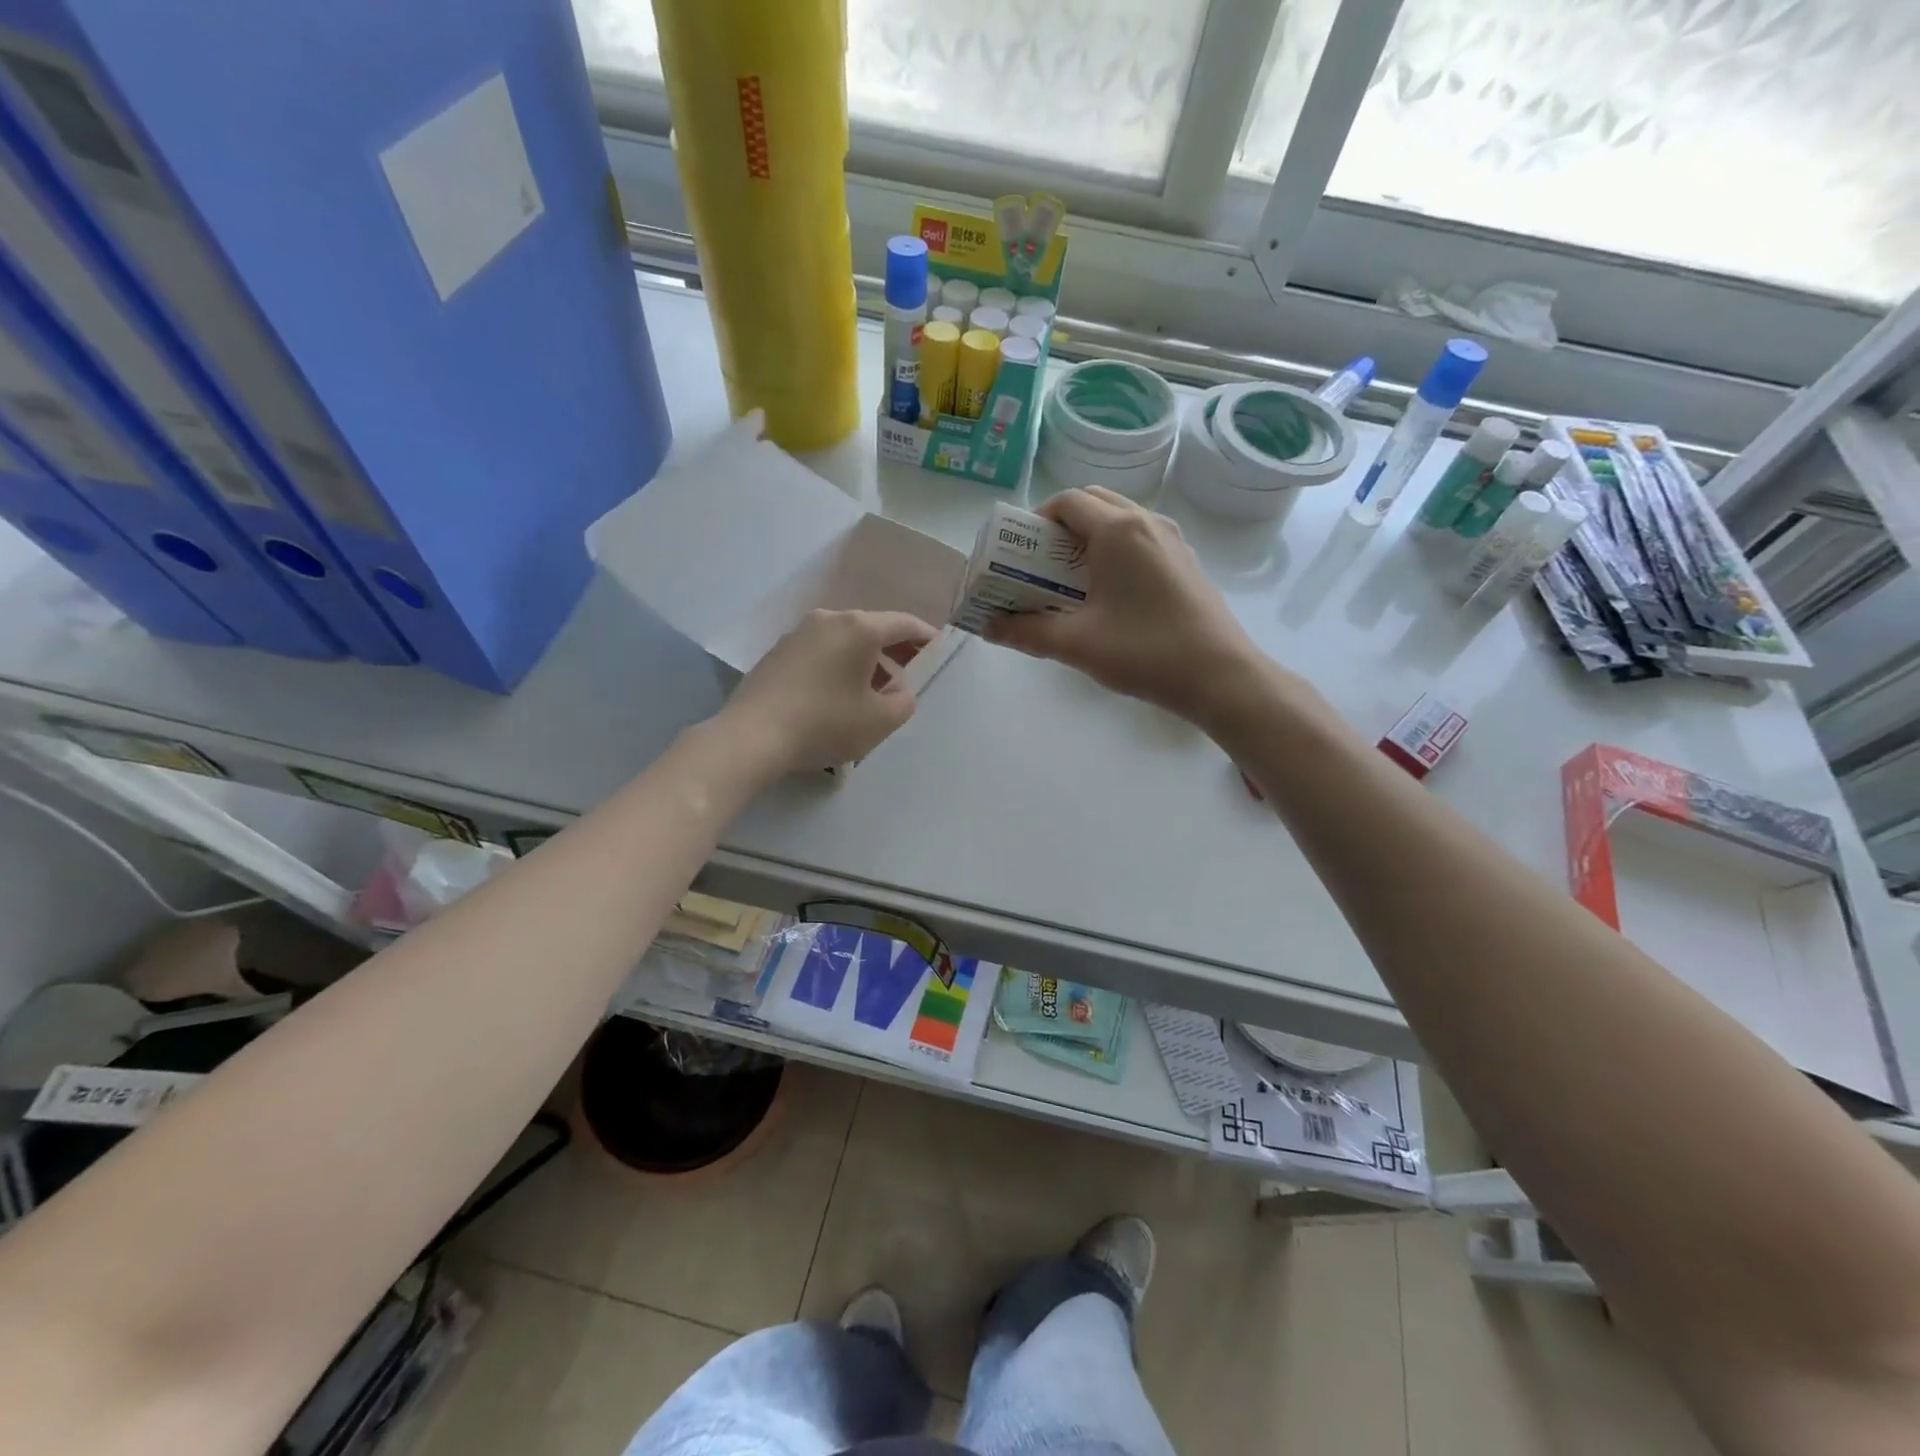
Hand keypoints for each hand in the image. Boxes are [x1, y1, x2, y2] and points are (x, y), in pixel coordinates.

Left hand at [721, 609, 936, 775]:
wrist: (752, 736)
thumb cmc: (825, 724)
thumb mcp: (881, 720)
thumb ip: (904, 700)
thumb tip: (898, 688)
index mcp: (859, 628)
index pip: (903, 623)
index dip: (925, 636)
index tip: (937, 649)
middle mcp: (829, 620)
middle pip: (872, 629)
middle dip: (894, 650)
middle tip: (909, 673)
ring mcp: (799, 634)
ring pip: (844, 641)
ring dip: (865, 660)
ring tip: (873, 691)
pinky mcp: (778, 652)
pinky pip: (821, 652)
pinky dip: (838, 665)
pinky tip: (837, 694)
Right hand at [988, 488, 1260, 723]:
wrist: (1220, 676)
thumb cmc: (1145, 652)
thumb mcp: (1076, 644)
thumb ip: (1026, 631)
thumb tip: (988, 626)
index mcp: (1118, 530)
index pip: (1067, 502)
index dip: (1036, 521)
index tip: (1020, 552)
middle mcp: (1147, 522)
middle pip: (1093, 503)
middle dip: (1060, 527)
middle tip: (1041, 566)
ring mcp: (1171, 540)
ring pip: (1119, 520)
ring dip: (1088, 539)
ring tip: (1070, 582)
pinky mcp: (1185, 560)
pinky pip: (1139, 539)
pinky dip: (1114, 551)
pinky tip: (1107, 595)